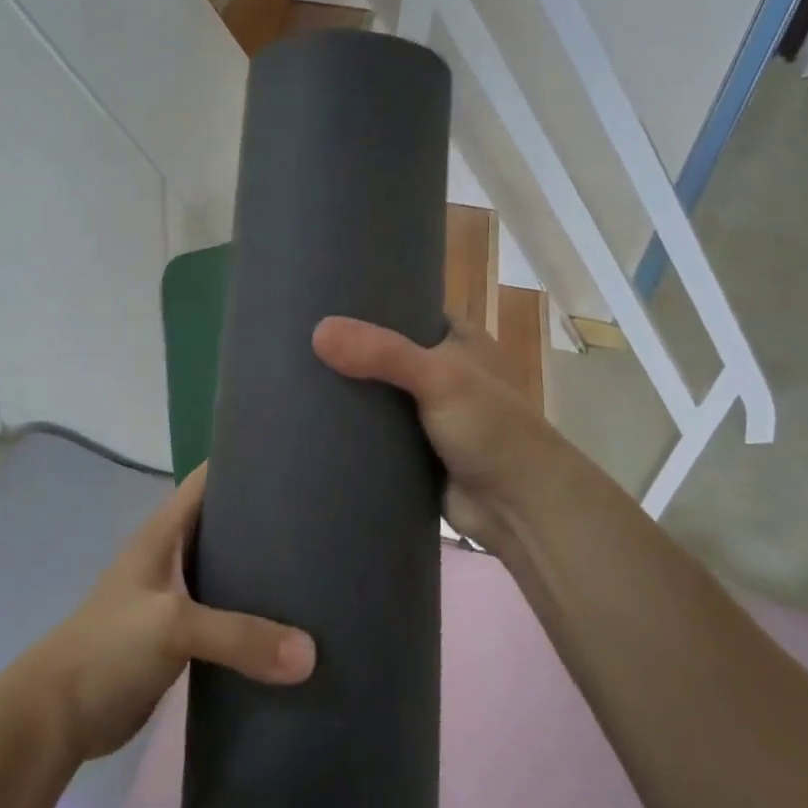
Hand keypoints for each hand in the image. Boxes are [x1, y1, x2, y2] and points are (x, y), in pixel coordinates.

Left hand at [18, 465, 315, 761]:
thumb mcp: (172, 626)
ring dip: (261, 573)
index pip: (207, 480)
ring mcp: (175, 598)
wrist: (59, 716)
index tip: (292, 460)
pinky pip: (225, 616)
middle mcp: (171, 557)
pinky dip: (252, 617)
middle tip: (319, 519)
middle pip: (224, 525)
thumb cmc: (108, 647)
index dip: (242, 462)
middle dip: (264, 520)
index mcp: (163, 533)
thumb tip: (311, 655)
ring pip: (227, 572)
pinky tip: (289, 625)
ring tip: (315, 569)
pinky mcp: (180, 638)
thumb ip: (239, 635)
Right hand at [313, 315, 575, 555]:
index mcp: (458, 340)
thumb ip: (383, 354)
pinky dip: (349, 430)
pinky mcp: (412, 451)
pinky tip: (309, 420)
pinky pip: (372, 433)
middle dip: (347, 350)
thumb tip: (318, 332)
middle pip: (383, 353)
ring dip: (345, 392)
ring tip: (288, 375)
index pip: (406, 308)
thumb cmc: (492, 428)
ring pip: (375, 394)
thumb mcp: (440, 378)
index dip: (368, 303)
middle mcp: (440, 372)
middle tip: (293, 338)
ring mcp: (425, 413)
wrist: (519, 508)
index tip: (321, 298)